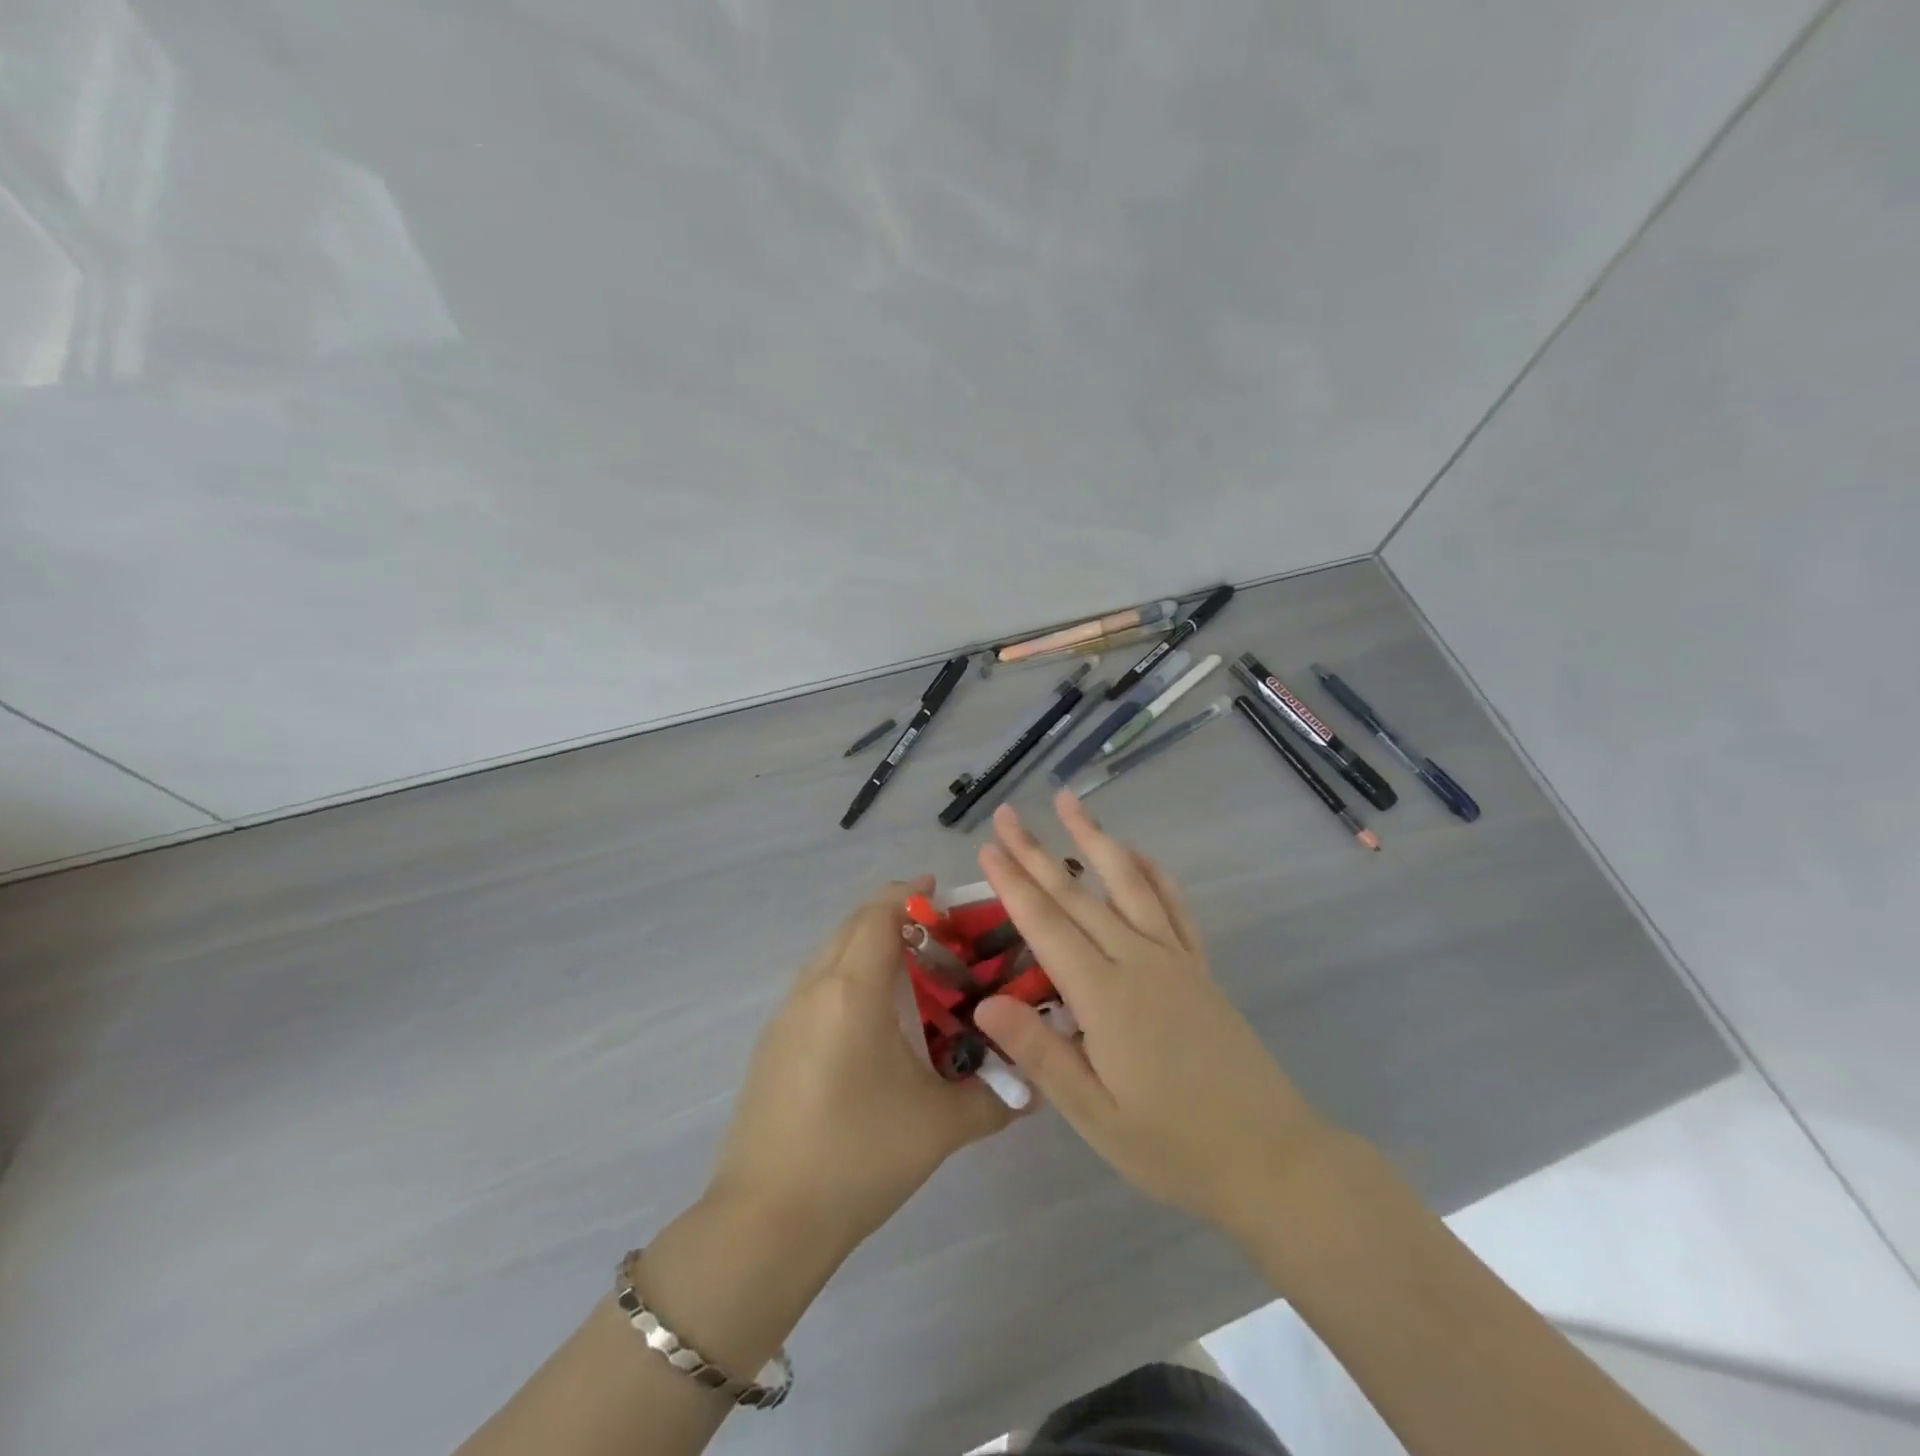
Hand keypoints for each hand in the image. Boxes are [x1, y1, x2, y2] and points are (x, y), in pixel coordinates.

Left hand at [706, 878, 1014, 1263]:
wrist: (766, 1220)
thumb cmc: (858, 1156)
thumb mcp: (939, 1126)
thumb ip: (994, 1098)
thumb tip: (1035, 1087)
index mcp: (852, 991)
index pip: (879, 916)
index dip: (909, 895)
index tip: (939, 891)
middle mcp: (813, 988)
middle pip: (851, 926)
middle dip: (891, 915)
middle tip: (935, 933)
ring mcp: (785, 1015)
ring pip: (828, 954)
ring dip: (864, 945)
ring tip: (906, 971)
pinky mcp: (771, 1044)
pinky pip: (813, 985)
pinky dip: (844, 976)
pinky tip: (869, 1019)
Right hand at [973, 791, 1330, 1237]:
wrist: (1271, 1158)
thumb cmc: (1172, 1145)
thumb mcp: (1094, 1116)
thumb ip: (1040, 1053)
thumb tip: (986, 1001)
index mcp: (1105, 996)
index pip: (1046, 926)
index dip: (1013, 884)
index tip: (987, 847)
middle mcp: (1138, 961)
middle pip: (1077, 895)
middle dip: (1037, 852)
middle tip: (1007, 814)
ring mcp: (1174, 958)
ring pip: (1127, 883)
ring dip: (1096, 839)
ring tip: (1069, 802)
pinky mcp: (1199, 967)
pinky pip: (1174, 906)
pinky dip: (1153, 872)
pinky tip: (1137, 853)